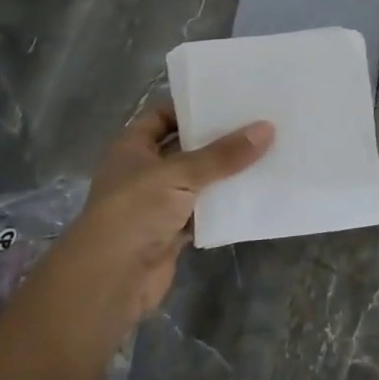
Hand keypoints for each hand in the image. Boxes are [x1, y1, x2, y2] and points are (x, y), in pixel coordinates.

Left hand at [58, 103, 272, 324]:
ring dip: (225, 174)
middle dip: (216, 140)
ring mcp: (158, 203)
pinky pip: (204, 211)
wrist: (112, 278)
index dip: (190, 107)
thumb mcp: (180, 174)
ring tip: (266, 153)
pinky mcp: (172, 232)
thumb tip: (266, 128)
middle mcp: (143, 172)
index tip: (228, 101)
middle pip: (184, 148)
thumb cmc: (135, 211)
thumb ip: (223, 154)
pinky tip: (254, 193)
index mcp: (132, 148)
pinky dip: (224, 206)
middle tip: (257, 124)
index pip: (161, 116)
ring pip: (198, 181)